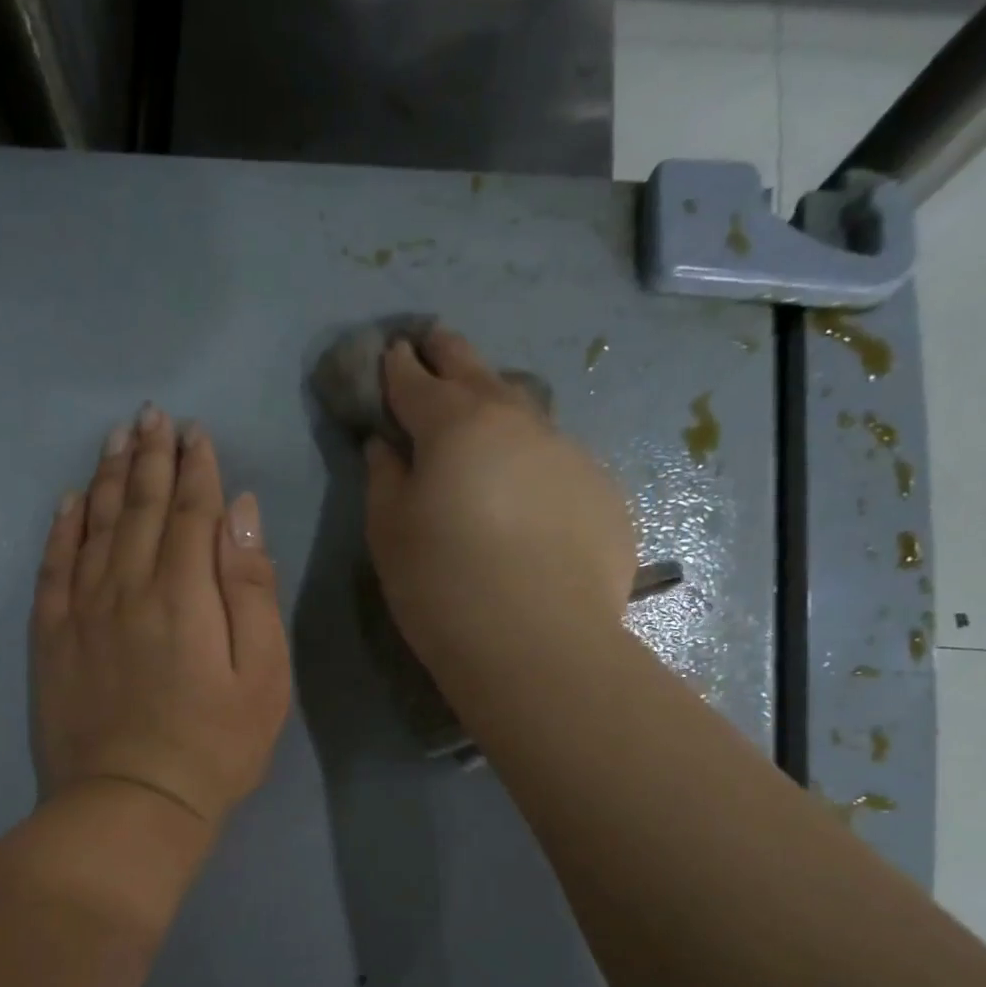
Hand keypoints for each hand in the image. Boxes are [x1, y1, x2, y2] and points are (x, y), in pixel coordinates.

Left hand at [33, 405, 291, 826]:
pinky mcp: (52, 638)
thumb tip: (240, 512)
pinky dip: (61, 529)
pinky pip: (53, 567)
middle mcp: (128, 586)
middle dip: (149, 456)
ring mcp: (83, 610)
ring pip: (94, 525)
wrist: (133, 804)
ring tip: (115, 438)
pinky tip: (68, 502)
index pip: (190, 511)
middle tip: (152, 415)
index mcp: (185, 593)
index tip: (196, 433)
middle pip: (138, 506)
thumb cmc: (216, 746)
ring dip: (107, 477)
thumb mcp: (264, 675)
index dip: (195, 468)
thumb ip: (251, 588)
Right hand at [363, 327, 638, 683]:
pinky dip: (532, 464)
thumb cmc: (442, 587)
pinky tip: (527, 497)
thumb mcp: (389, 534)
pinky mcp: (601, 493)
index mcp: (456, 426)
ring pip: (525, 415)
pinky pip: (556, 464)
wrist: (536, 644)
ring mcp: (568, 454)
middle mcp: (518, 423)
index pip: (417, 383)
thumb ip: (384, 479)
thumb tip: (386, 445)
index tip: (391, 351)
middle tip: (434, 342)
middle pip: (477, 374)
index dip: (398, 367)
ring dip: (498, 407)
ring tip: (484, 417)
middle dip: (449, 354)